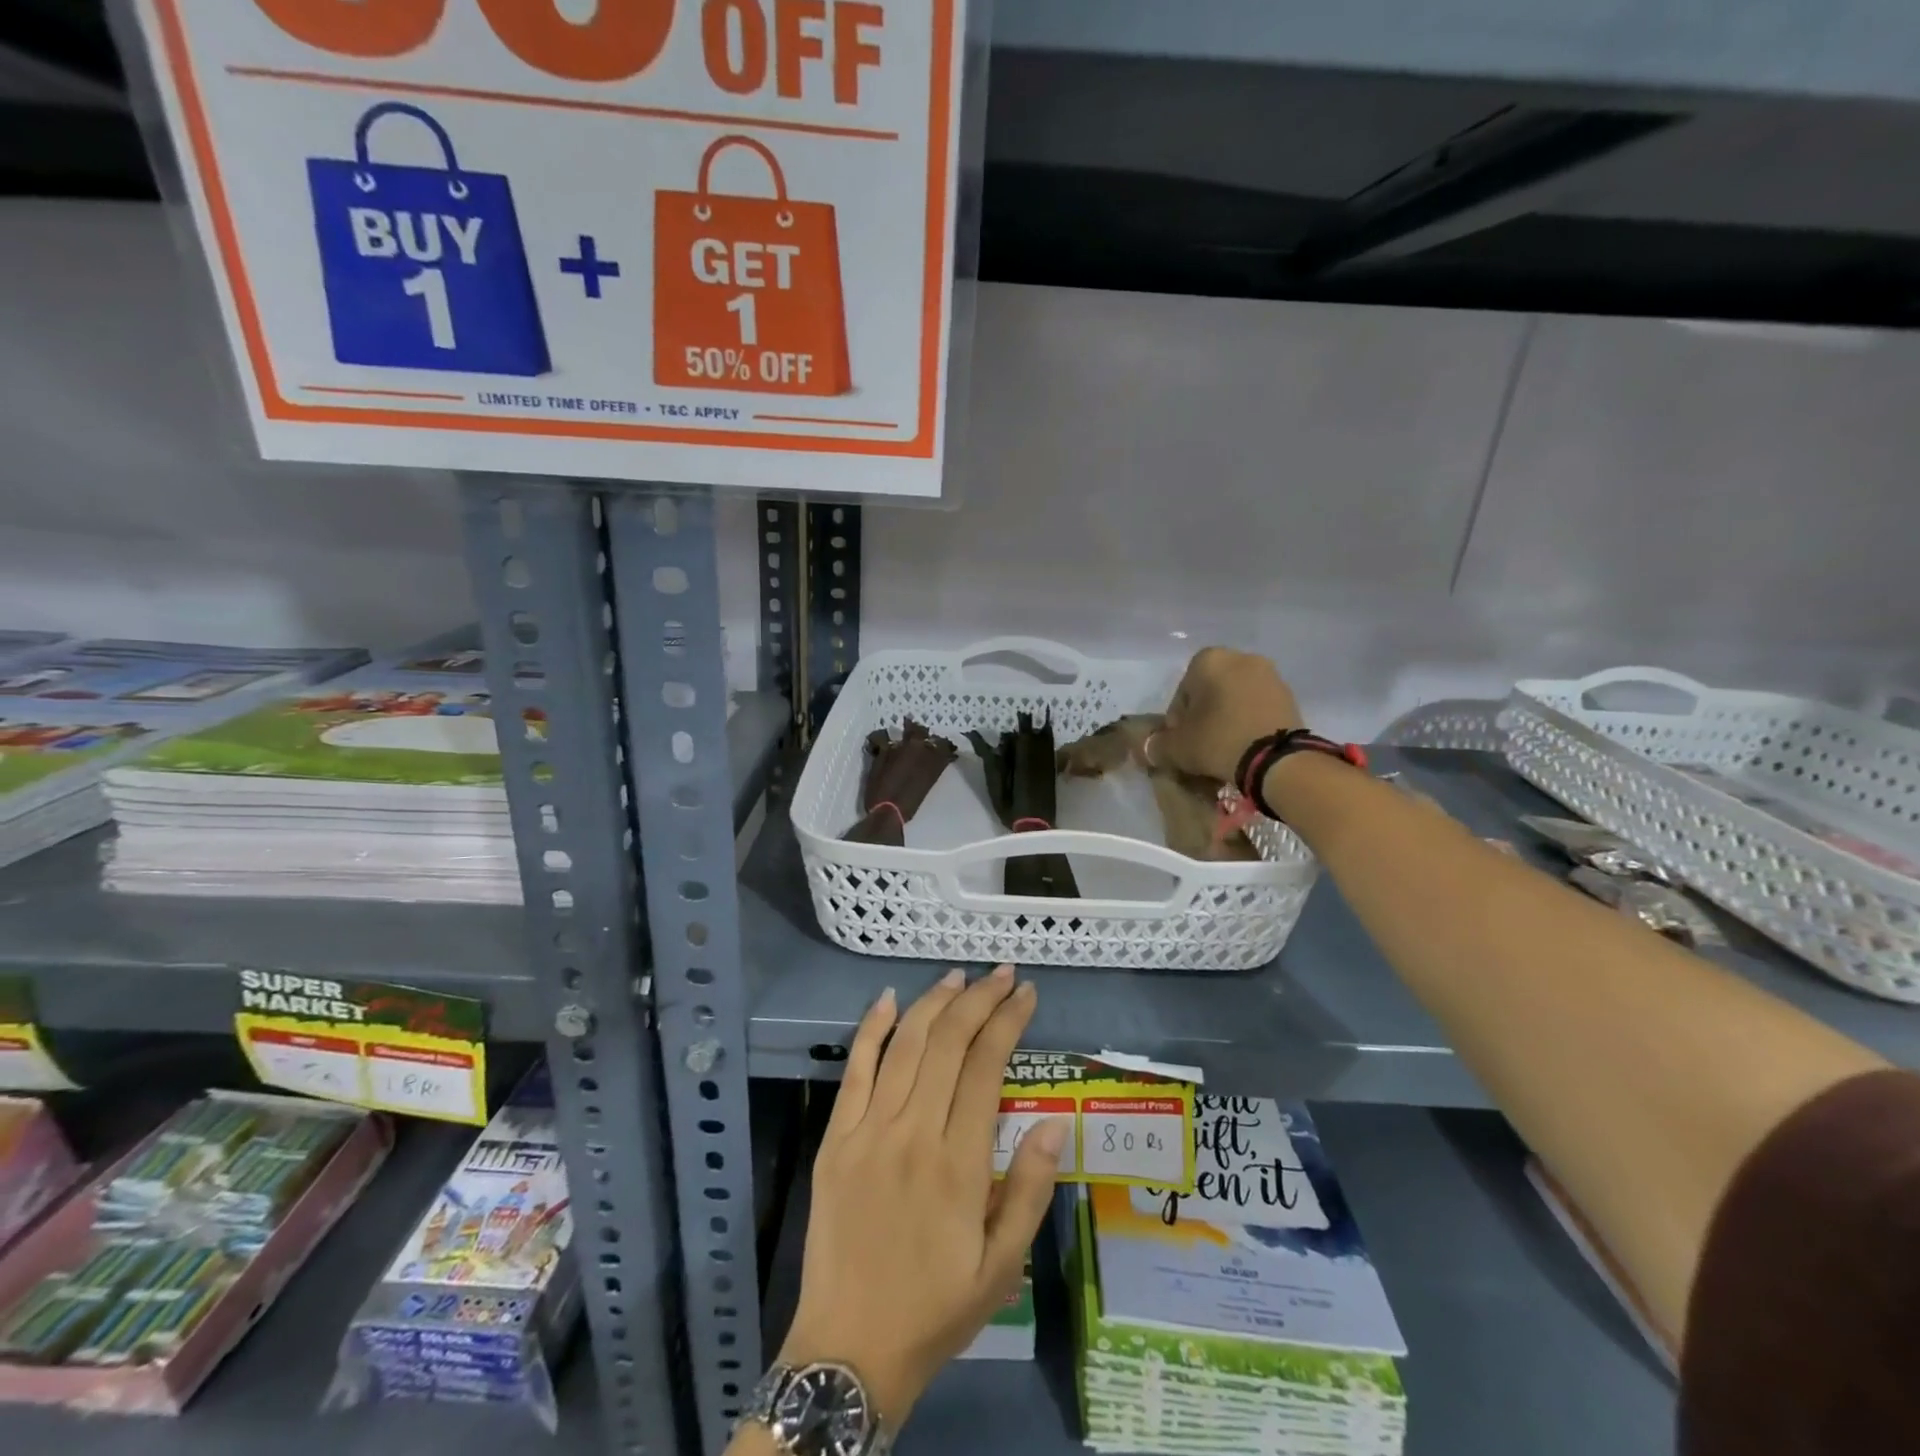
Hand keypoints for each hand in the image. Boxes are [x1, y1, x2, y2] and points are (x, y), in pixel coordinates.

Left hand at [780, 967, 1068, 1426]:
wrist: (849, 1348)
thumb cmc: (935, 1307)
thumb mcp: (1001, 1267)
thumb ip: (1028, 1190)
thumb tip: (1056, 1121)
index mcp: (958, 1163)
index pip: (986, 1066)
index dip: (1008, 1021)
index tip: (1026, 994)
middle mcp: (913, 1132)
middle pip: (948, 1043)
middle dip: (979, 998)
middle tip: (1002, 973)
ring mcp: (868, 1130)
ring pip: (905, 1045)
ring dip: (934, 1003)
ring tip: (959, 976)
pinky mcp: (835, 1137)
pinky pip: (855, 1070)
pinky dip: (871, 1029)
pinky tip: (888, 999)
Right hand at [1161, 647, 1304, 782]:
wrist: (1278, 760)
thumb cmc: (1218, 741)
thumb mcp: (1177, 748)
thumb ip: (1156, 745)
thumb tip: (1150, 748)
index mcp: (1208, 660)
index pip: (1182, 693)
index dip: (1177, 722)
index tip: (1181, 743)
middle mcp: (1241, 658)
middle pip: (1210, 693)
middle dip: (1204, 717)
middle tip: (1200, 747)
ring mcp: (1270, 675)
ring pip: (1235, 700)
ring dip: (1226, 720)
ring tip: (1224, 750)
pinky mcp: (1290, 696)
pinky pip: (1257, 708)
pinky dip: (1248, 723)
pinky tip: (1245, 747)